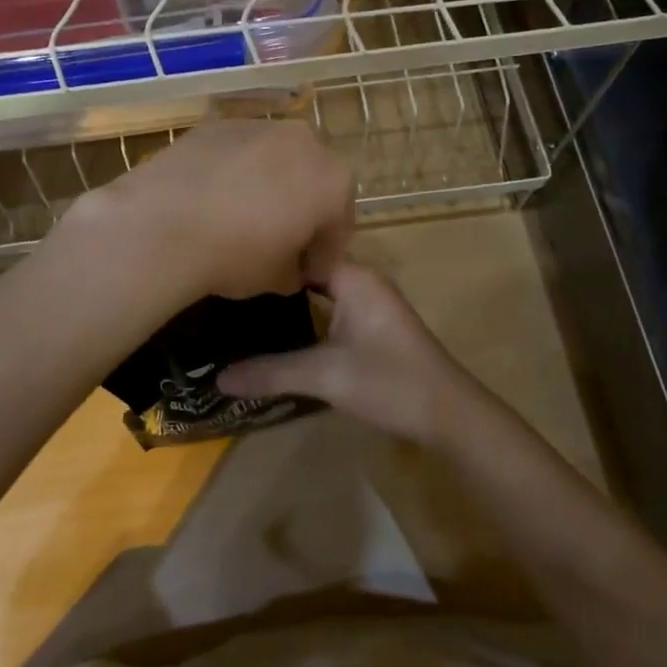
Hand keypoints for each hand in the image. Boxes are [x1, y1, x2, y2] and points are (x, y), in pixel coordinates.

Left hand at [59, 119, 354, 306]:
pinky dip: (234, 170)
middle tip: (279, 240)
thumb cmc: (235, 255)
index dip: (324, 252)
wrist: (162, 224)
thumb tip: (291, 268)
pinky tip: (212, 198)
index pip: (339, 223)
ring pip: (275, 159)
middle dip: (302, 208)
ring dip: (269, 184)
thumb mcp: (277, 278)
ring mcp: (259, 125)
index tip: (307, 273)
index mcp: (333, 181)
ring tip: (241, 216)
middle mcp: (305, 142)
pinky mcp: (217, 123)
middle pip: (312, 179)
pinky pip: (238, 151)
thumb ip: (296, 269)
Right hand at [217, 262, 499, 445]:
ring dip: (286, 303)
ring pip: (317, 292)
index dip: (265, 257)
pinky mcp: (370, 326)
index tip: (227, 267)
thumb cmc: (389, 382)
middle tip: (223, 293)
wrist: (448, 415)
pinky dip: (303, 318)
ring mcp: (368, 303)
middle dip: (270, 282)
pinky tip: (275, 335)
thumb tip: (218, 378)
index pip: (301, 251)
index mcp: (354, 276)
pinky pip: (328, 310)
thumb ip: (270, 373)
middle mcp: (361, 281)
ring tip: (238, 312)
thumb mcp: (325, 376)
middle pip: (307, 271)